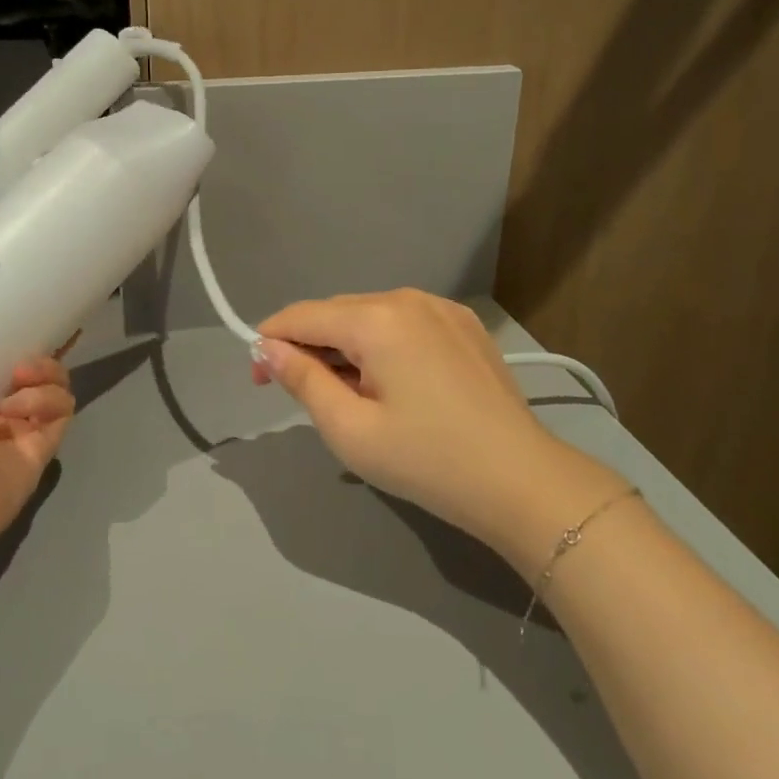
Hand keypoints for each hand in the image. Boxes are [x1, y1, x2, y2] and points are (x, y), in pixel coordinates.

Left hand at [0, 243, 74, 561]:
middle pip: (23, 351)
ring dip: (44, 367)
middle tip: (54, 308)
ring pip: (50, 376)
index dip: (1, 307)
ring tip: (22, 372)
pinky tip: (22, 407)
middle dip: (41, 330)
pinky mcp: (40, 446)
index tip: (19, 280)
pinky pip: (61, 407)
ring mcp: (11, 425)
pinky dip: (47, 400)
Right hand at [252, 290, 598, 552]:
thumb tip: (267, 347)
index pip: (302, 315)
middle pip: (337, 312)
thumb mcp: (350, 429)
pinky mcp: (465, 325)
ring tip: (349, 394)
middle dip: (309, 345)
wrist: (521, 481)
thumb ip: (302, 379)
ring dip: (346, 345)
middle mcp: (408, 298)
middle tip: (302, 395)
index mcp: (377, 318)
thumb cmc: (427, 460)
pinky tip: (391, 383)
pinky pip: (404, 323)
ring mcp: (442, 307)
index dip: (270, 341)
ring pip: (371, 316)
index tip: (257, 379)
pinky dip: (382, 344)